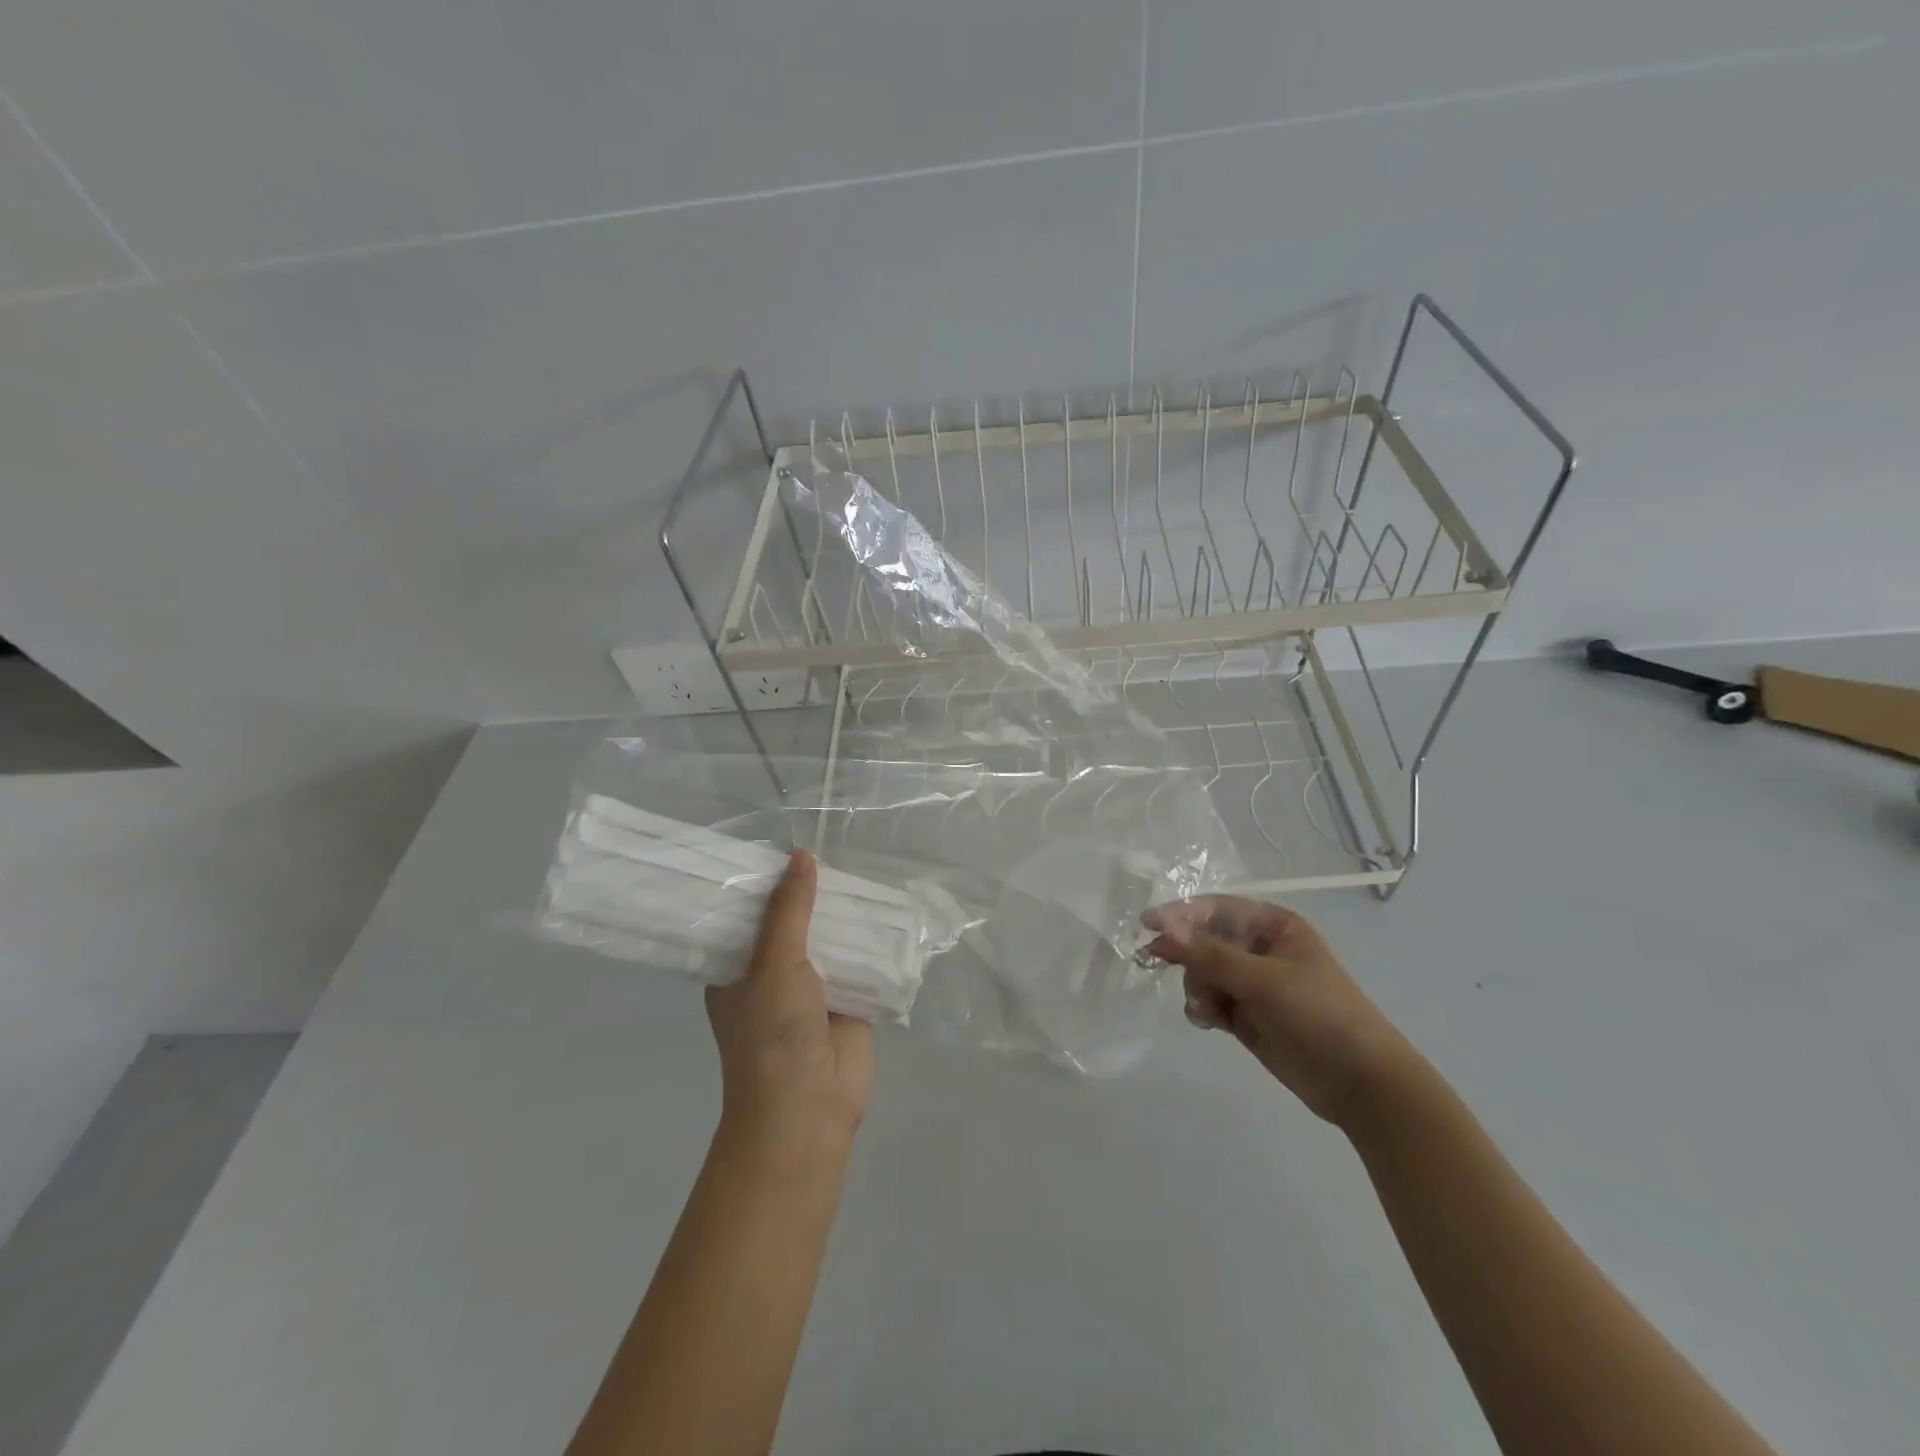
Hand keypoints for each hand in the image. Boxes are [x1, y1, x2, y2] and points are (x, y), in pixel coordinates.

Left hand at [706, 851, 873, 1151]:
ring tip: (863, 865)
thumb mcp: (774, 962)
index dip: (764, 883)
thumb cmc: (772, 1033)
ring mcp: (814, 988)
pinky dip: (872, 939)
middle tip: (830, 844)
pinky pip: (861, 960)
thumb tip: (800, 856)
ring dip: (844, 914)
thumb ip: (790, 910)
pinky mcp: (850, 999)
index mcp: (738, 968)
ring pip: (830, 939)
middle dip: (811, 894)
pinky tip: (889, 905)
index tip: (779, 843)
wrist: (809, 1107)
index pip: (748, 915)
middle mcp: (773, 974)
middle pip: (794, 923)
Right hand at [1144, 896, 1414, 1127]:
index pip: (1216, 909)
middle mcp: (1260, 949)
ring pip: (1202, 972)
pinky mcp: (1246, 1015)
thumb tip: (1163, 929)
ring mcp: (1252, 983)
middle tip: (1153, 960)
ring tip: (1208, 1010)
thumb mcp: (1264, 980)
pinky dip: (1203, 1008)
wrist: (1360, 1083)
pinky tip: (1209, 1022)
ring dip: (1197, 987)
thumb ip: (1210, 955)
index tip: (1147, 924)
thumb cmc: (1319, 1014)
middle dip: (1186, 955)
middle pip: (1203, 939)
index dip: (1181, 914)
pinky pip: (1209, 1000)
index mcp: (1273, 926)